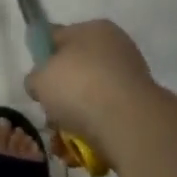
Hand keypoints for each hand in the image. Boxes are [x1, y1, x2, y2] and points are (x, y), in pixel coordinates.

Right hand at [26, 20, 161, 168]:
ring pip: (91, 98)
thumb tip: (41, 84)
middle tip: (49, 113)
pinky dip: (93, 132)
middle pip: (76, 71)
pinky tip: (80, 147)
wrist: (129, 124)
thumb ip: (35, 78)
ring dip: (74, 118)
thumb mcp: (40, 78)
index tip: (37, 82)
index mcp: (93, 29)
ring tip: (62, 139)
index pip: (59, 37)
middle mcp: (116, 48)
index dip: (43, 58)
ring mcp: (131, 79)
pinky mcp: (141, 109)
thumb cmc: (79, 87)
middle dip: (61, 95)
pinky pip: (107, 118)